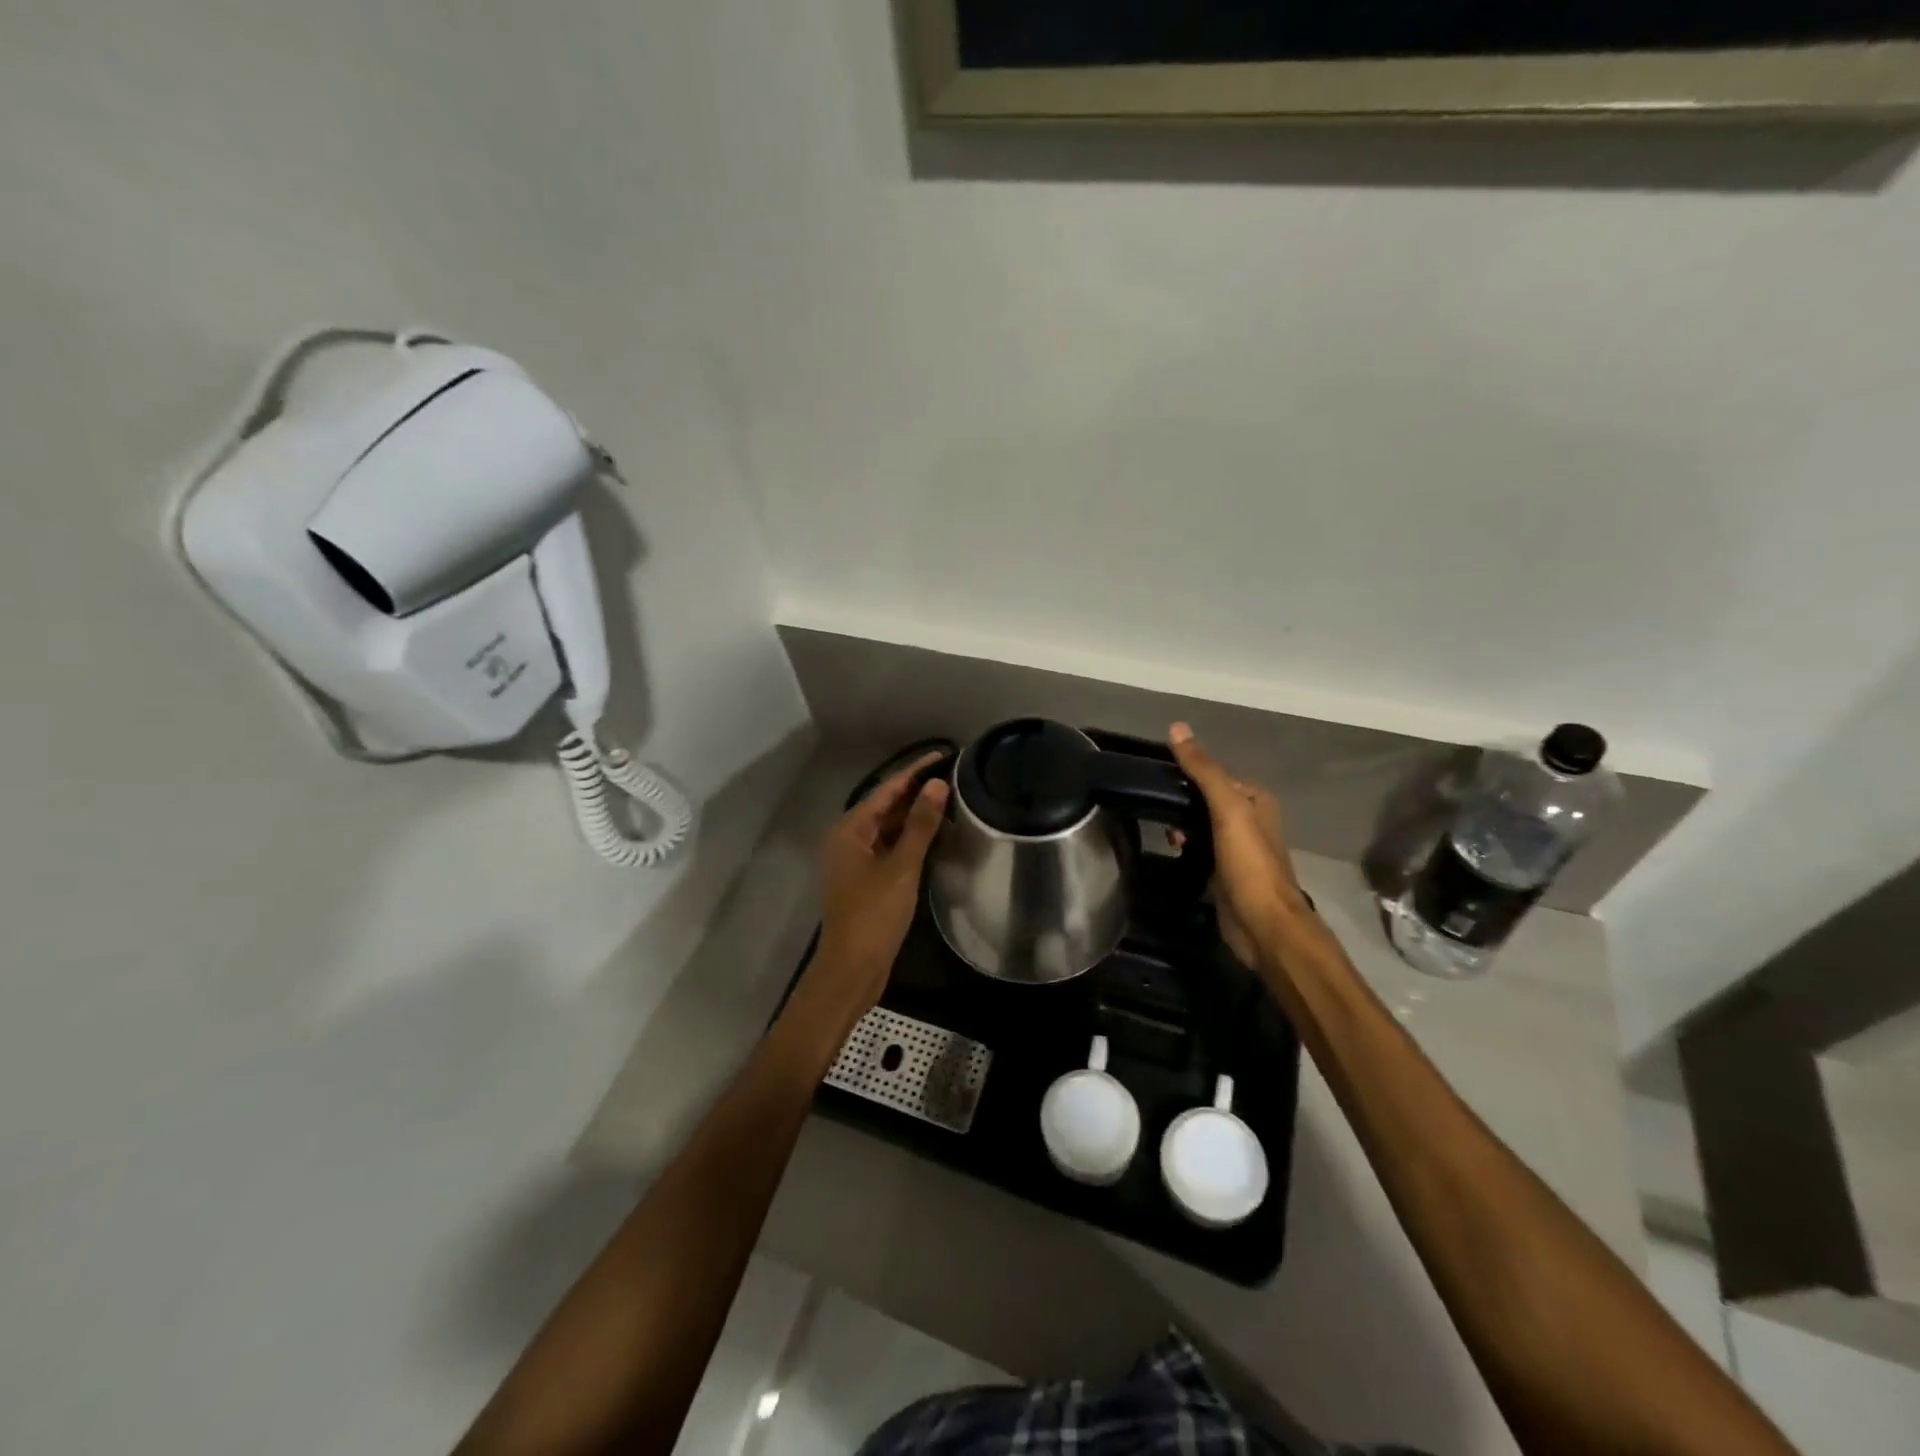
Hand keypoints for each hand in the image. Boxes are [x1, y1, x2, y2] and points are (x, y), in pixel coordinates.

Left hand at [810, 754, 950, 1012]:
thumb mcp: (901, 867)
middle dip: (916, 792)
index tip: (943, 754)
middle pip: (885, 806)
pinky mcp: (865, 880)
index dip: (915, 771)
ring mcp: (855, 861)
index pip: (887, 789)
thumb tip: (937, 785)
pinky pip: (889, 847)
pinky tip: (934, 835)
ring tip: (950, 800)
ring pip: (888, 828)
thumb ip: (920, 825)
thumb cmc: (874, 915)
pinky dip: (909, 839)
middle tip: (953, 776)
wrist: (853, 969)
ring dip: (914, 816)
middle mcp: (848, 839)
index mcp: (849, 830)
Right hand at [1168, 723, 1307, 965]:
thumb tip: (1177, 727)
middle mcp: (1250, 819)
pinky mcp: (1225, 872)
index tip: (1158, 777)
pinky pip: (1199, 848)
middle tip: (1157, 809)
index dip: (1188, 773)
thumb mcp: (1227, 809)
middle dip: (1182, 802)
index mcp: (1256, 799)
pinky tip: (1171, 850)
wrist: (1263, 924)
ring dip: (1181, 825)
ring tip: (1163, 832)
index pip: (1215, 774)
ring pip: (1201, 824)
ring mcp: (1238, 848)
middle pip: (1207, 799)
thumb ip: (1204, 770)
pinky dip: (1185, 846)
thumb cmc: (1249, 863)